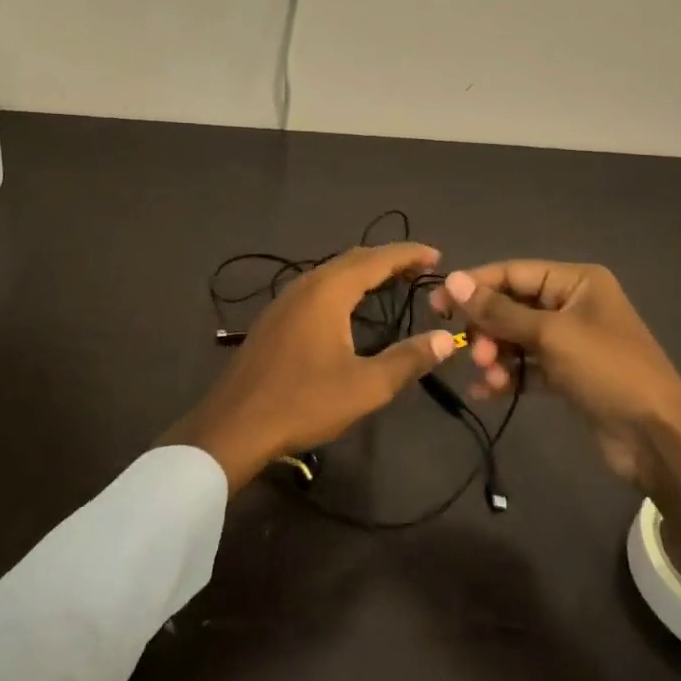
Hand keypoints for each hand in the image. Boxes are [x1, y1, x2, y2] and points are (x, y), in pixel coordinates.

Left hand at [162, 243, 457, 490]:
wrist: (234, 425)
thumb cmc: (304, 402)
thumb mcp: (365, 386)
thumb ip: (408, 359)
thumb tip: (446, 339)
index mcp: (327, 292)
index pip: (375, 259)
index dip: (408, 254)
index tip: (436, 256)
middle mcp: (304, 285)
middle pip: (352, 260)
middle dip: (387, 259)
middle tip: (420, 268)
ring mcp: (283, 301)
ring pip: (330, 273)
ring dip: (363, 272)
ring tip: (391, 282)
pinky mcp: (273, 319)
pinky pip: (316, 288)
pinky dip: (342, 287)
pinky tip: (349, 308)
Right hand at [434, 261, 680, 570]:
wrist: (657, 438)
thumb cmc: (607, 371)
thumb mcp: (550, 335)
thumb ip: (499, 310)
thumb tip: (454, 280)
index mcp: (577, 281)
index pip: (514, 273)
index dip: (475, 286)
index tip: (438, 304)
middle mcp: (573, 304)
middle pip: (513, 306)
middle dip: (488, 328)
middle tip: (471, 352)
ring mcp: (572, 341)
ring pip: (517, 338)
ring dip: (496, 355)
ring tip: (486, 376)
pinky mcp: (569, 375)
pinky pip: (528, 367)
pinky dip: (508, 376)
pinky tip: (487, 392)